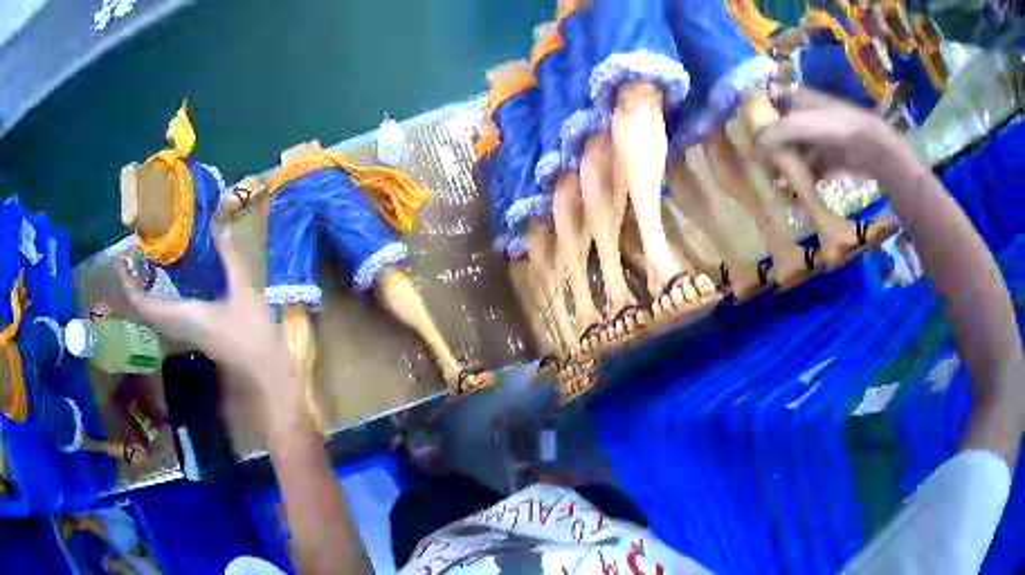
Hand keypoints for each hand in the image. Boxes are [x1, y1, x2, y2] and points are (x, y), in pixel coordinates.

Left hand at [118, 226, 290, 394]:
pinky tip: (165, 281)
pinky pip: (165, 313)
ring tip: (142, 265)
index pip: (144, 304)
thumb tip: (219, 225)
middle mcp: (178, 324)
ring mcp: (185, 330)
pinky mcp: (193, 331)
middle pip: (144, 308)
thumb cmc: (251, 334)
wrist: (262, 370)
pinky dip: (156, 296)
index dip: (129, 284)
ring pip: (153, 312)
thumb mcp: (243, 291)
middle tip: (130, 256)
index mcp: (184, 314)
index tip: (121, 260)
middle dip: (133, 283)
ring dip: (143, 290)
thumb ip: (229, 258)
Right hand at [756, 88, 912, 182]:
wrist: (870, 147)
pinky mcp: (825, 161)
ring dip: (782, 167)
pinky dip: (798, 180)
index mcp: (795, 100)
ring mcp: (815, 140)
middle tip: (756, 167)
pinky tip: (790, 191)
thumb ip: (775, 132)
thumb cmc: (834, 126)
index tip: (744, 140)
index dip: (756, 122)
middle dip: (768, 149)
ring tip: (771, 183)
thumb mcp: (800, 124)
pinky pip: (806, 170)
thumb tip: (752, 147)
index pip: (768, 109)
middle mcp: (803, 117)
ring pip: (792, 153)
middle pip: (779, 134)